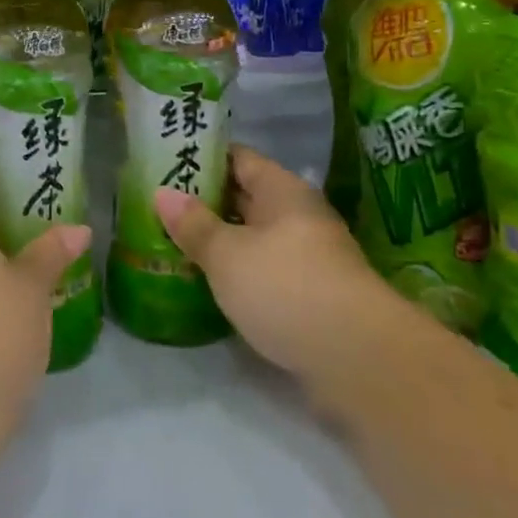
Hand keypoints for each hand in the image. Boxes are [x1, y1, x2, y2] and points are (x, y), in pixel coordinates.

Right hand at [155, 146, 384, 381]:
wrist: (359, 360)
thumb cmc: (286, 288)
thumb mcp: (227, 255)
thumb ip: (194, 225)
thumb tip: (162, 193)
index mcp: (283, 190)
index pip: (239, 158)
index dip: (203, 156)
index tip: (166, 161)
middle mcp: (298, 216)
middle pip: (246, 197)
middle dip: (205, 201)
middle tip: (159, 204)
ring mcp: (308, 257)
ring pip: (254, 237)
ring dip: (219, 240)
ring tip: (172, 241)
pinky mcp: (310, 297)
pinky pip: (263, 271)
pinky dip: (236, 272)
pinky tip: (207, 281)